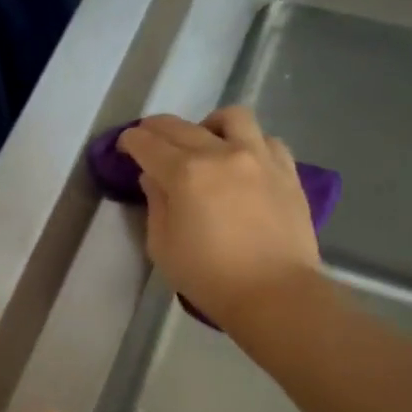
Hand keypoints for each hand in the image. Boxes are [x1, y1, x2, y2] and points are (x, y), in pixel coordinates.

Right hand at [117, 106, 322, 327]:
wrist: (273, 294)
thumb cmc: (208, 276)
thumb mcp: (162, 246)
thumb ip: (155, 204)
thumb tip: (154, 177)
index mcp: (185, 173)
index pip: (148, 144)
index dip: (131, 141)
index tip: (124, 146)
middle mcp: (222, 154)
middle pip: (181, 126)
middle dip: (157, 128)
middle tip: (149, 140)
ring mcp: (260, 157)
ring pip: (232, 118)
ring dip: (208, 125)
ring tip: (204, 142)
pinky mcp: (287, 171)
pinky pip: (266, 140)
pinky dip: (249, 143)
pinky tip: (242, 162)